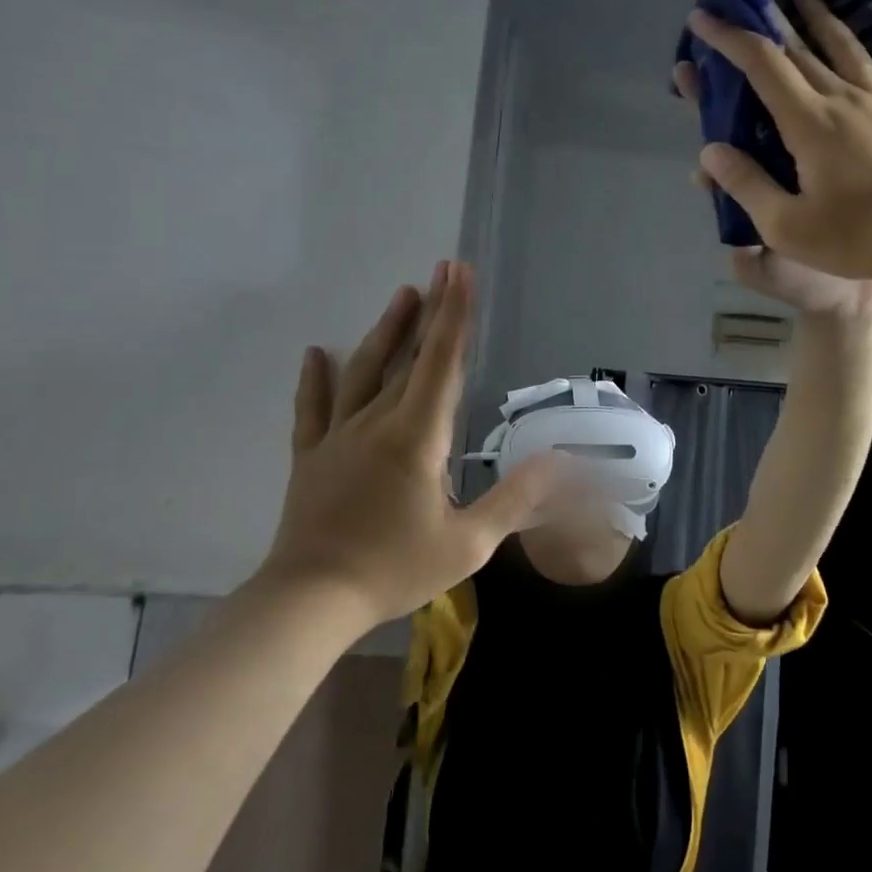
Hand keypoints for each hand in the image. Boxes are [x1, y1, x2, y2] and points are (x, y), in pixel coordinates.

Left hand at [259, 261, 560, 627]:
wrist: (310, 602)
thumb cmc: (394, 569)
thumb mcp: (469, 542)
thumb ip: (516, 499)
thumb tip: (561, 463)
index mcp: (417, 437)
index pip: (442, 362)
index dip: (455, 315)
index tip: (460, 273)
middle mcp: (376, 423)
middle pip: (408, 356)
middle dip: (430, 310)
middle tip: (443, 270)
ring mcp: (338, 437)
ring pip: (363, 371)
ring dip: (385, 332)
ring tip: (402, 295)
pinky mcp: (311, 456)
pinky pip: (313, 408)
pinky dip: (315, 379)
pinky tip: (316, 354)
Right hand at [684, 0, 871, 283]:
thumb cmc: (852, 237)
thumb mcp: (785, 224)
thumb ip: (746, 184)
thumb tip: (709, 151)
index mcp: (808, 123)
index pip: (762, 66)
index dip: (730, 38)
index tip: (704, 17)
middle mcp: (844, 101)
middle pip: (801, 50)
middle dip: (769, 19)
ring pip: (849, 51)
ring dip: (823, 17)